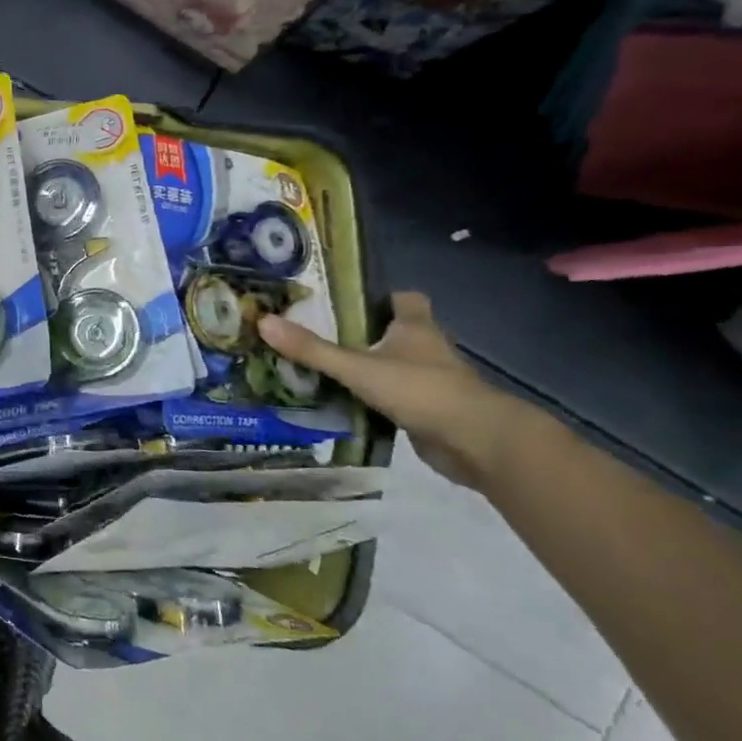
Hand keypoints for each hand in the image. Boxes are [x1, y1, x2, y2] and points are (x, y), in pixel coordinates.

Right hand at [258, 291, 531, 486]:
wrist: (478, 443)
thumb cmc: (421, 390)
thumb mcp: (358, 367)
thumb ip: (312, 349)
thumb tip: (263, 322)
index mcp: (416, 327)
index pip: (404, 299)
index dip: (379, 296)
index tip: (347, 300)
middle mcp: (427, 349)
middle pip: (397, 332)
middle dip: (364, 333)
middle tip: (320, 333)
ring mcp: (432, 382)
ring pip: (396, 366)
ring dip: (369, 368)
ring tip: (323, 367)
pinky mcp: (430, 412)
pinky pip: (396, 398)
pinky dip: (375, 399)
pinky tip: (345, 403)